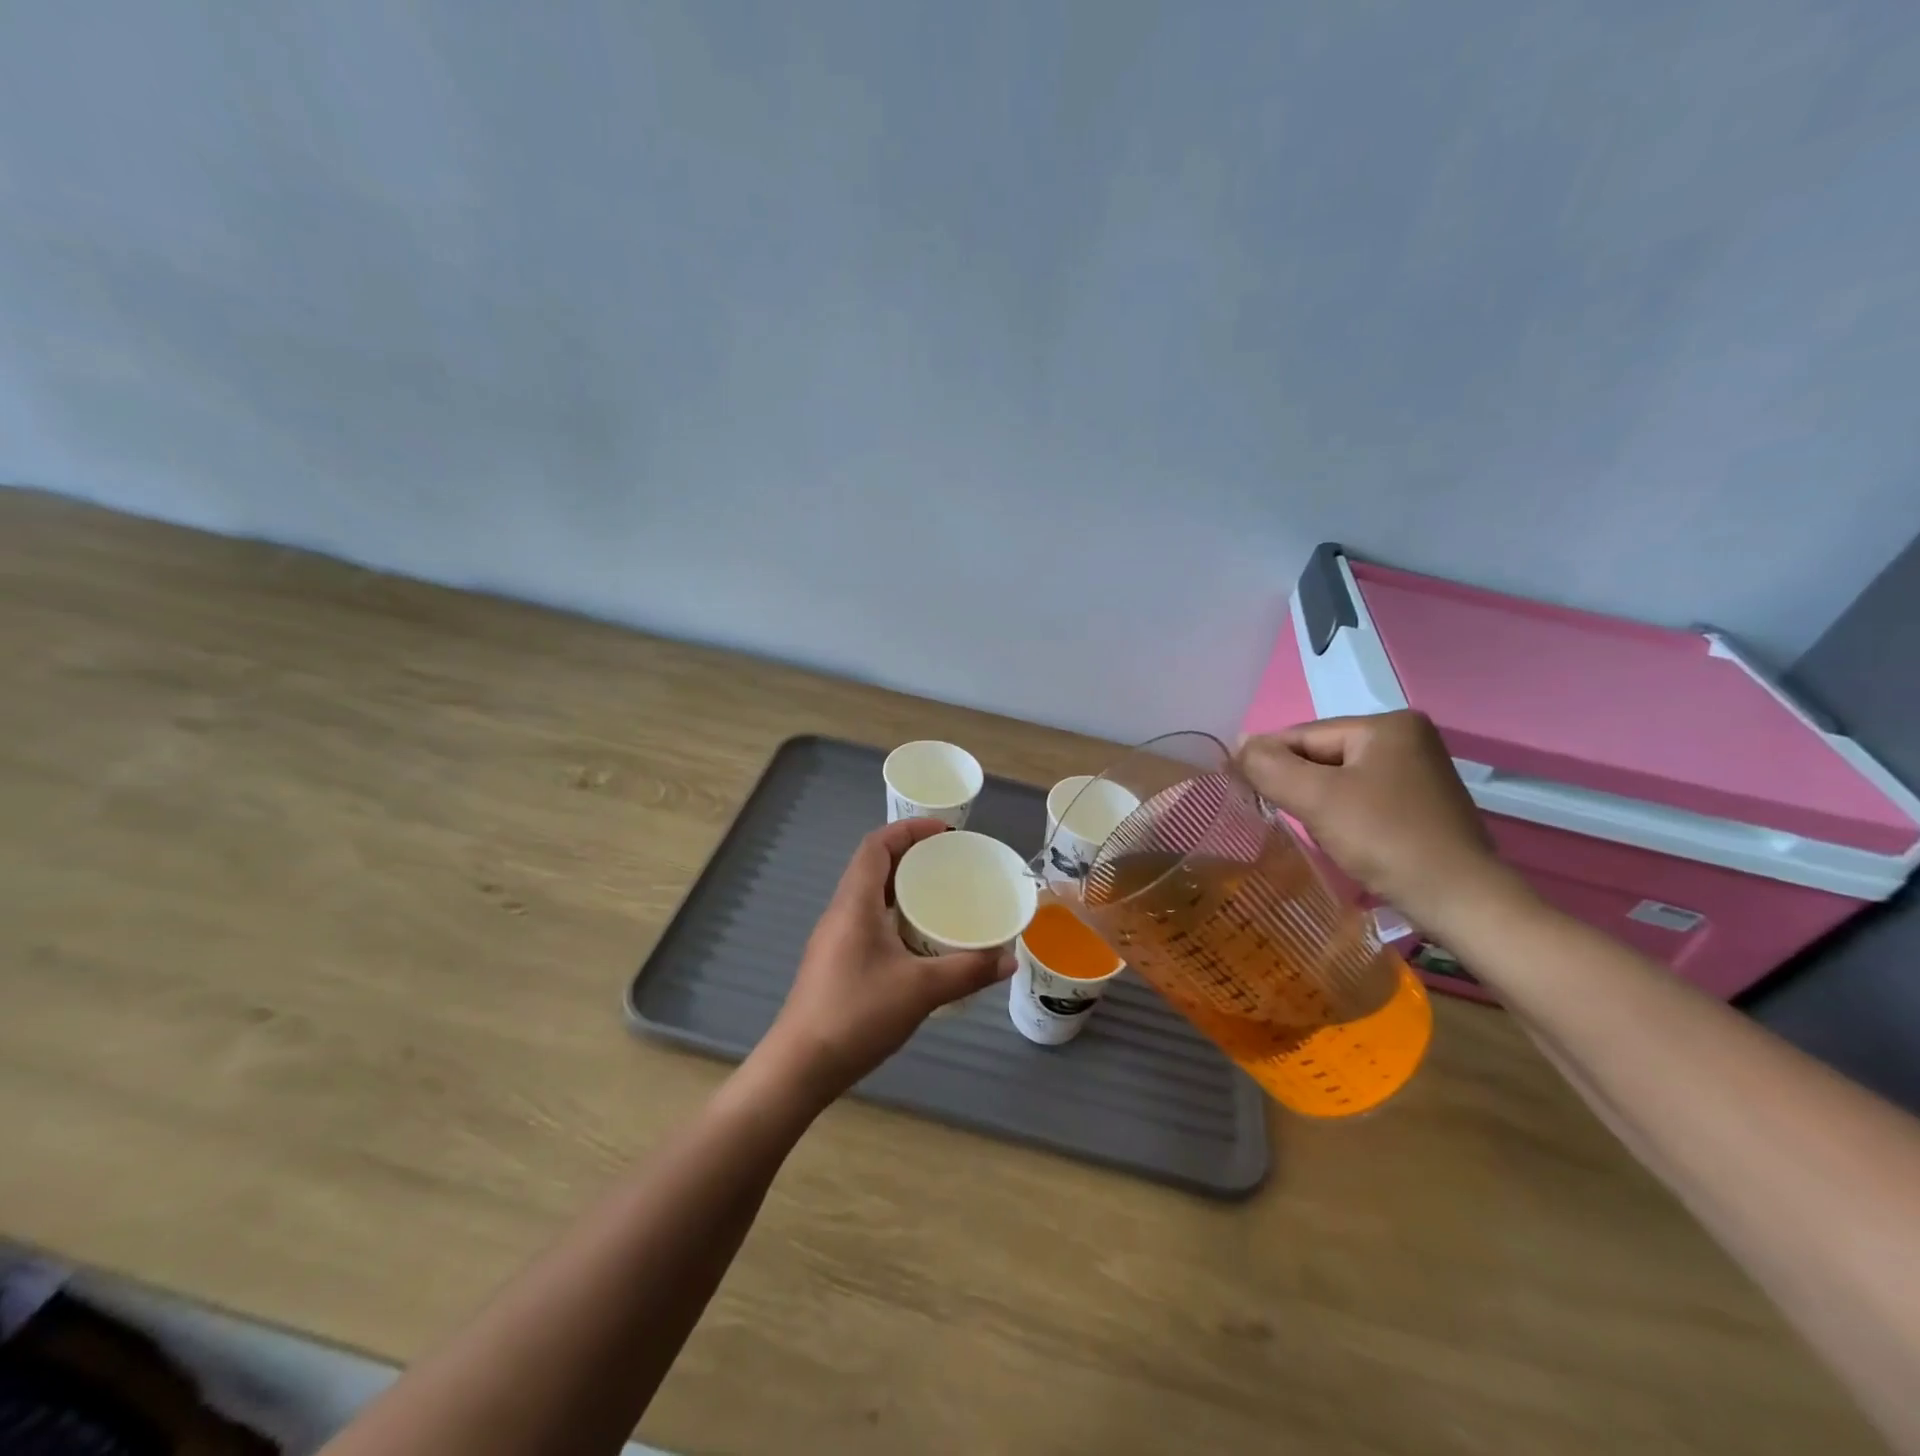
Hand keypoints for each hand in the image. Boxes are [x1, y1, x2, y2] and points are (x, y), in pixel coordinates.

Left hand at [759, 818, 1014, 1102]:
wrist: (800, 1067)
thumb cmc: (856, 1015)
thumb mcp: (920, 990)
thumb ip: (967, 971)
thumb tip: (1009, 960)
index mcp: (854, 903)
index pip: (876, 846)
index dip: (908, 830)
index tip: (945, 832)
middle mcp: (841, 912)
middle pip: (873, 866)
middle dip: (911, 856)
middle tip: (951, 864)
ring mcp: (835, 939)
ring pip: (870, 896)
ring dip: (903, 888)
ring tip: (941, 898)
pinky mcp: (836, 962)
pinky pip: (868, 921)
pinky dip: (895, 916)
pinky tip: (919, 942)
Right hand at [1235, 711, 1515, 932]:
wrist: (1459, 900)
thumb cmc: (1385, 839)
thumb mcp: (1316, 798)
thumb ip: (1269, 766)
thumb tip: (1239, 744)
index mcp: (1387, 725)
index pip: (1304, 734)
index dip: (1267, 759)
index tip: (1237, 784)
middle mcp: (1408, 738)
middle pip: (1323, 754)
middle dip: (1294, 781)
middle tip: (1267, 809)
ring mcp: (1418, 771)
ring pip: (1340, 777)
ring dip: (1314, 798)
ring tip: (1301, 825)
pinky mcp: (1421, 803)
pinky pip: (1362, 795)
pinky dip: (1339, 810)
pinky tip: (1334, 834)